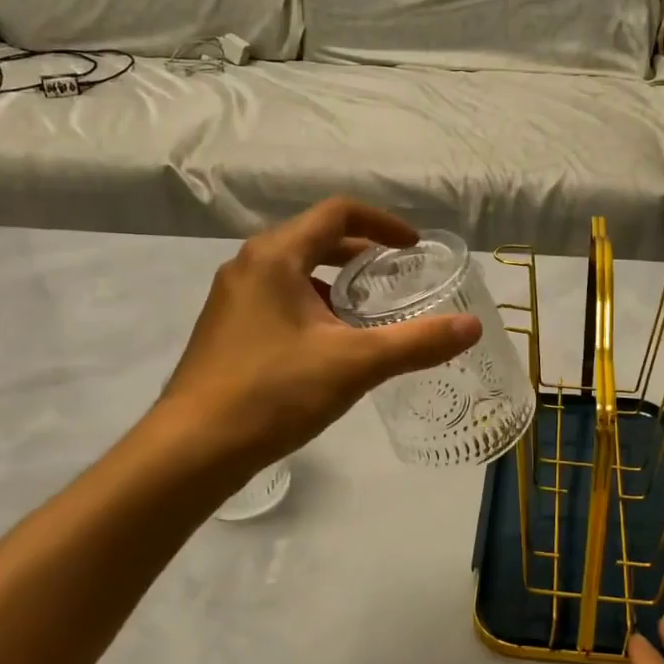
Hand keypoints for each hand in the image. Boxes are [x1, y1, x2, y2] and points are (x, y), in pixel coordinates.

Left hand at [149, 197, 479, 474]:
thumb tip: (472, 327)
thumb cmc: (273, 392)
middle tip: (397, 277)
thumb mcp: (355, 364)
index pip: (337, 213)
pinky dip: (313, 306)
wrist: (191, 450)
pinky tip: (330, 345)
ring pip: (295, 271)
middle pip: (315, 239)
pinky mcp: (226, 330)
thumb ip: (417, 342)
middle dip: (361, 253)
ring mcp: (232, 299)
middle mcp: (249, 266)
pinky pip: (279, 299)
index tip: (413, 247)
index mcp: (276, 256)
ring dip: (335, 282)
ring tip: (369, 311)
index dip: (382, 223)